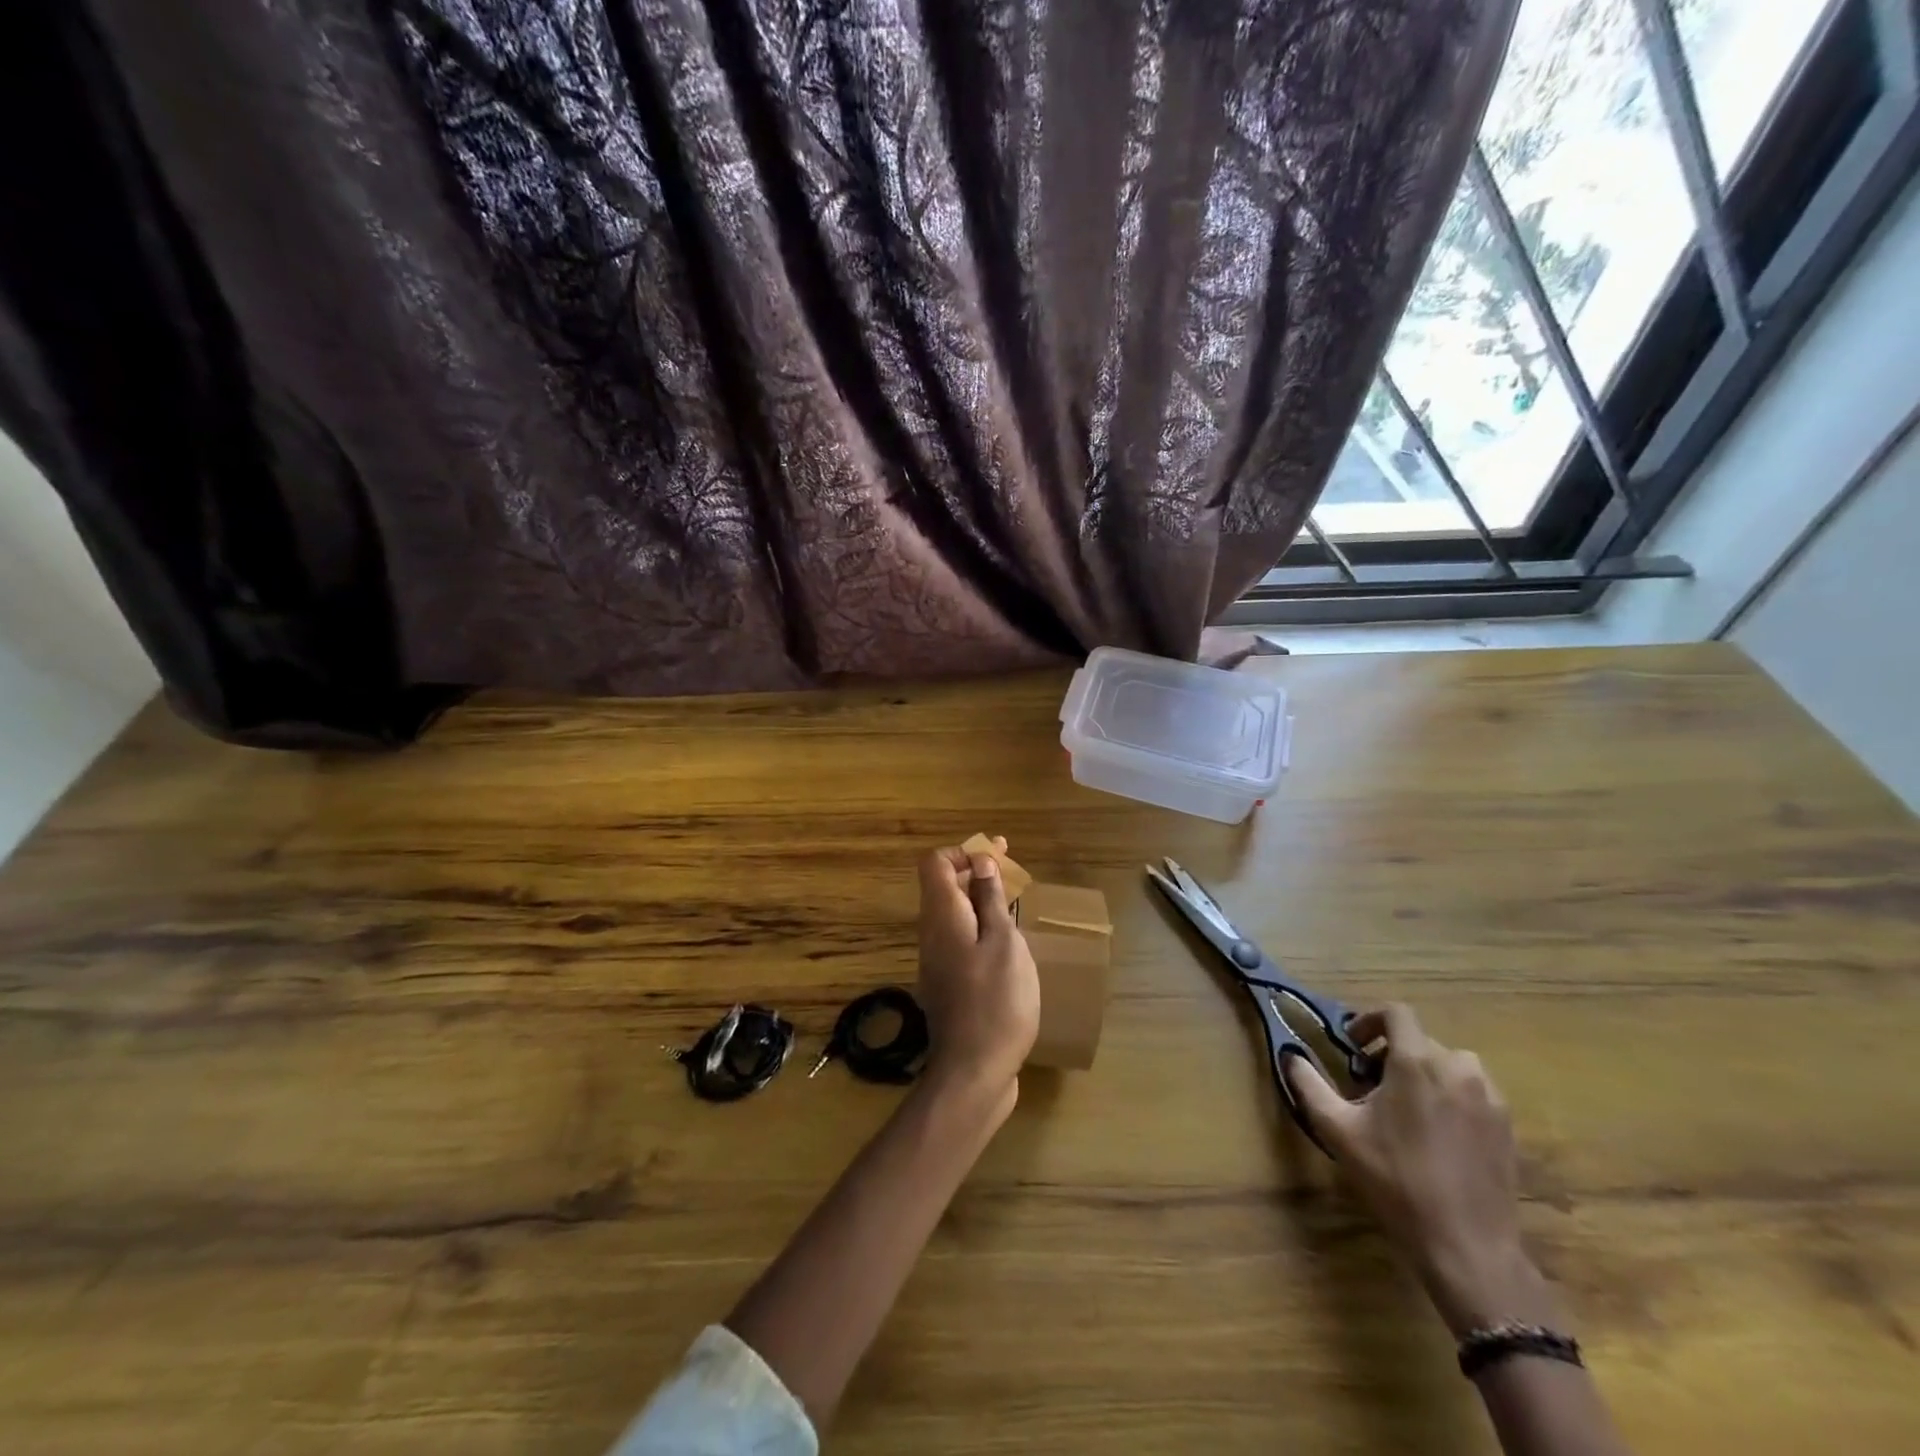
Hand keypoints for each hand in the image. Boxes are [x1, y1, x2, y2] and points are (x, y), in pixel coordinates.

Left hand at [915, 842, 1040, 1111]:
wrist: (974, 1072)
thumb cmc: (997, 1001)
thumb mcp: (1004, 943)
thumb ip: (991, 900)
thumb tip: (981, 861)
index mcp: (942, 916)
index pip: (935, 863)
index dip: (963, 852)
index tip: (997, 855)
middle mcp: (932, 934)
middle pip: (944, 887)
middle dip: (976, 872)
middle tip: (1013, 872)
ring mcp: (938, 962)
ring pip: (954, 916)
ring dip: (980, 901)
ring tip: (1015, 904)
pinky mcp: (949, 985)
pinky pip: (961, 941)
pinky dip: (981, 929)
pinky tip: (1009, 945)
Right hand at [1285, 1004, 1553, 1336]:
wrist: (1467, 1246)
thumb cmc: (1395, 1180)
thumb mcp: (1338, 1130)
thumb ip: (1309, 1084)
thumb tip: (1290, 1056)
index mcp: (1416, 1062)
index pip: (1397, 1013)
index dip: (1370, 1020)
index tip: (1354, 1046)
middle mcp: (1457, 1069)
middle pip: (1420, 1041)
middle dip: (1391, 1055)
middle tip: (1370, 1088)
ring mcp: (1489, 1098)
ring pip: (1450, 1065)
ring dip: (1423, 1074)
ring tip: (1405, 1108)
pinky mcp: (1507, 1126)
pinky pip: (1473, 1092)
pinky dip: (1450, 1096)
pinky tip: (1436, 1134)